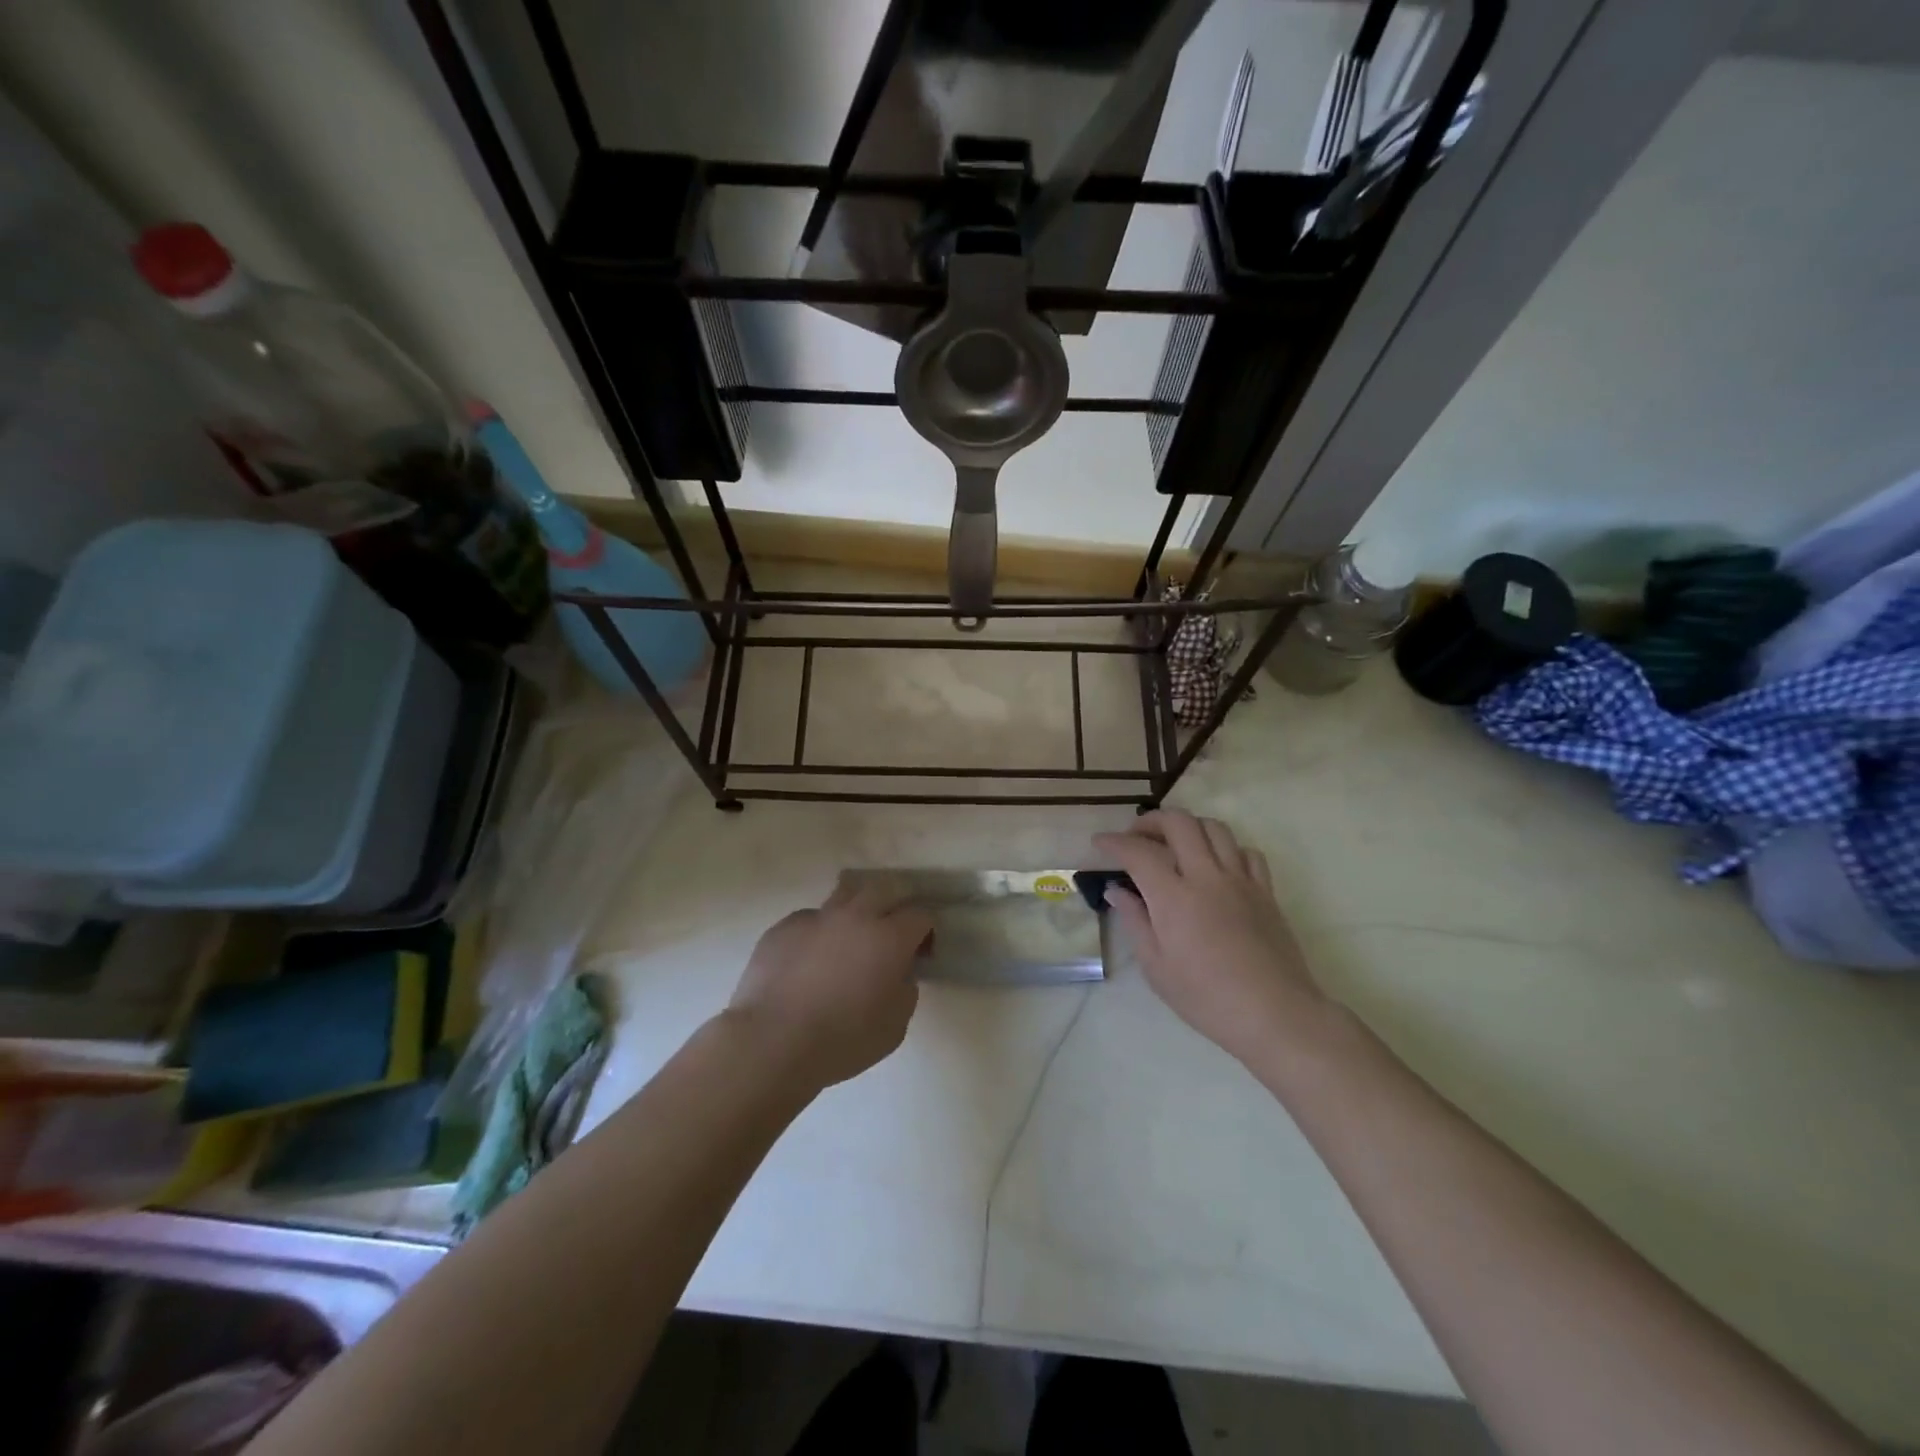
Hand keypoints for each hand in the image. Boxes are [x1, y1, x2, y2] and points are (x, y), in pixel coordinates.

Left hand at [726, 875, 933, 1090]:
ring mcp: (816, 918)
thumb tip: (898, 974)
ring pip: (845, 893)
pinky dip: (819, 932)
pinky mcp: (783, 927)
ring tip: (851, 935)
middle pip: (885, 888)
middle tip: (891, 930)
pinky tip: (810, 960)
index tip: (922, 952)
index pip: (920, 915)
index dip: (926, 931)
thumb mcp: (894, 1027)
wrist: (771, 1042)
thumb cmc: (842, 1040)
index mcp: (889, 938)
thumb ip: (905, 992)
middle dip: (895, 903)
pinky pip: (810, 919)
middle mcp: (855, 916)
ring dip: (856, 907)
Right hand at [1093, 811, 1323, 1066]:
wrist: (1275, 1015)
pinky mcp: (1266, 891)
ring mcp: (1240, 880)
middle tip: (1137, 836)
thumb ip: (1135, 921)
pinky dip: (1226, 848)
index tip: (1100, 843)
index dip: (1114, 842)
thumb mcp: (1157, 968)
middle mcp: (1206, 876)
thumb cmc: (1207, 999)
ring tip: (1175, 844)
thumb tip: (1117, 891)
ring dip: (1189, 827)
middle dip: (1151, 821)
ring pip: (1214, 828)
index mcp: (1173, 897)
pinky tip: (1217, 866)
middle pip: (1179, 823)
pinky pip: (1246, 851)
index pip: (1138, 852)